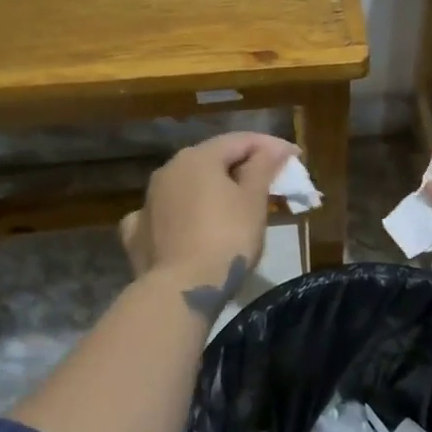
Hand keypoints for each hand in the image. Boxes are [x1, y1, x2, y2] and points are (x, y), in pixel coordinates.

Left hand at [120, 132, 295, 285]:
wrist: (181, 290)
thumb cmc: (227, 239)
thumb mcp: (254, 200)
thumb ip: (264, 167)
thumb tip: (275, 148)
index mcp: (197, 158)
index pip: (240, 140)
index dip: (270, 146)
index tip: (295, 158)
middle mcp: (167, 170)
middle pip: (211, 160)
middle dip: (241, 167)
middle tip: (268, 181)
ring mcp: (147, 202)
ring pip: (185, 186)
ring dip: (210, 190)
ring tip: (233, 205)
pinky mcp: (136, 233)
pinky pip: (164, 215)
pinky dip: (180, 215)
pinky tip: (188, 227)